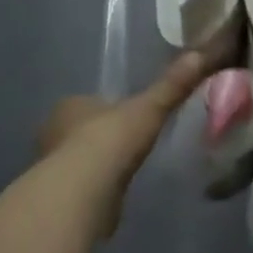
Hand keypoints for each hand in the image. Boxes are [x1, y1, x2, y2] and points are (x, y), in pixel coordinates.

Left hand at [35, 52, 210, 235]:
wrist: (81, 194)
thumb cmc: (110, 141)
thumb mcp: (149, 108)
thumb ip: (173, 85)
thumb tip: (200, 54)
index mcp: (70, 106)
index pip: (90, 102)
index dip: (109, 107)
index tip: (130, 115)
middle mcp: (54, 133)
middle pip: (82, 130)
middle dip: (102, 136)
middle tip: (130, 142)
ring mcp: (52, 169)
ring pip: (79, 160)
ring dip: (98, 164)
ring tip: (126, 168)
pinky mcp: (59, 199)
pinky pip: (81, 187)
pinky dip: (97, 189)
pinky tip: (115, 193)